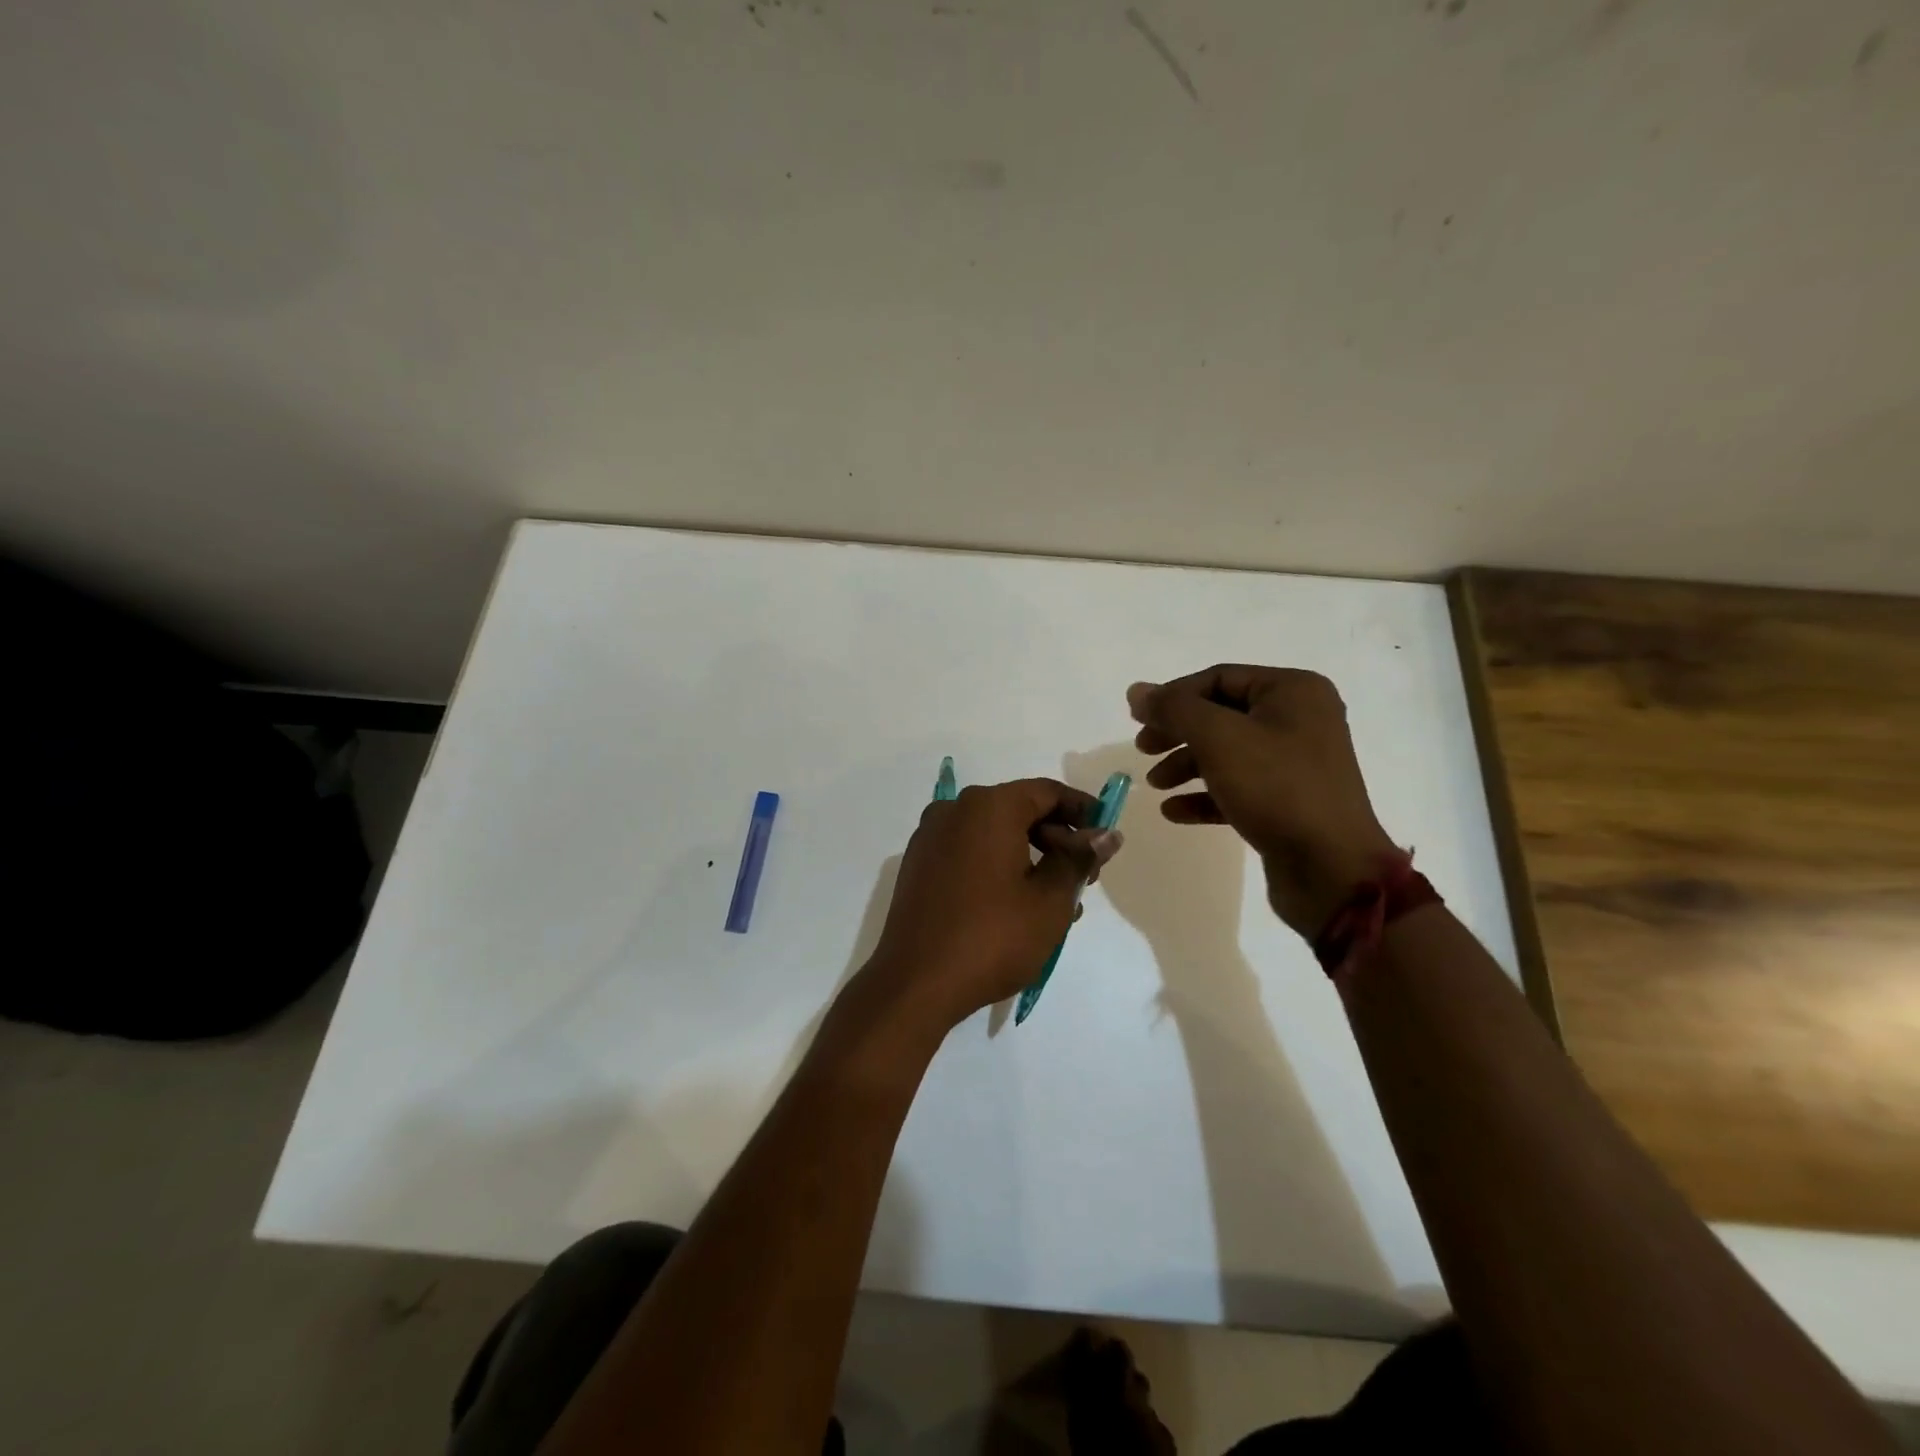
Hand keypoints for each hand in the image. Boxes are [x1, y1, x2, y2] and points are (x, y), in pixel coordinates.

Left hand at [862, 779, 1122, 1031]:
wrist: (915, 983)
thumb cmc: (992, 937)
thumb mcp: (1050, 900)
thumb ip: (1079, 859)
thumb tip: (1106, 835)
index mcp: (988, 807)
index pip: (1047, 792)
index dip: (1083, 811)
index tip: (1106, 840)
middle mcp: (955, 810)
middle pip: (1019, 810)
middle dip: (1057, 839)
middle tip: (1085, 878)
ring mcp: (931, 838)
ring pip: (995, 834)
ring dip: (1030, 857)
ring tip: (1058, 901)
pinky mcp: (919, 866)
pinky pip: (970, 852)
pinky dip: (999, 866)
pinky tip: (1018, 905)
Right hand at [1127, 666, 1396, 935]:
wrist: (1332, 868)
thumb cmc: (1276, 788)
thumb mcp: (1218, 738)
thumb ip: (1174, 709)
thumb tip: (1136, 690)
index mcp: (1293, 691)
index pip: (1218, 678)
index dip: (1173, 696)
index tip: (1137, 720)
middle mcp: (1300, 720)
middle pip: (1220, 715)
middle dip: (1177, 732)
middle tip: (1143, 750)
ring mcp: (1296, 763)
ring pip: (1227, 753)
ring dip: (1186, 765)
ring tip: (1156, 785)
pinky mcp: (1289, 802)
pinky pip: (1238, 788)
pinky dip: (1205, 795)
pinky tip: (1174, 811)